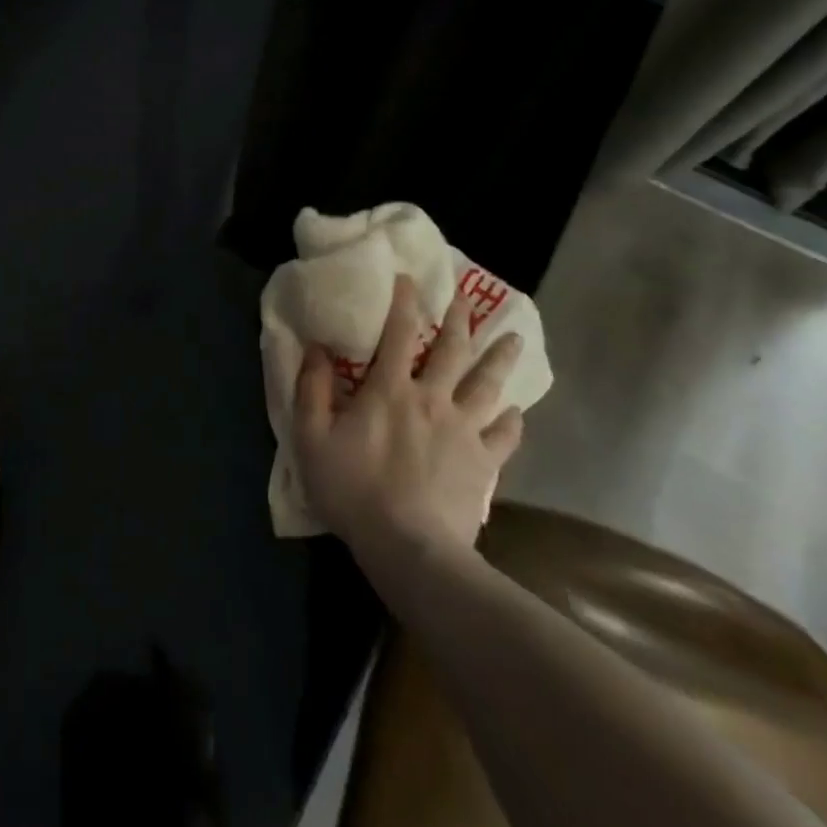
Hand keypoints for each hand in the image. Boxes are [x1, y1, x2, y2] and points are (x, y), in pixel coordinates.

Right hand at [294, 276, 522, 555]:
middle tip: (467, 297)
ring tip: (514, 339)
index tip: (409, 279)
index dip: (404, 302)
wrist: (408, 547)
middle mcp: (432, 399)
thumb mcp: (311, 438)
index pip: (398, 333)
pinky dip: (512, 420)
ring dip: (501, 359)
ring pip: (488, 385)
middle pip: (453, 351)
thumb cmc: (353, 489)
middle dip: (460, 320)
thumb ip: (311, 389)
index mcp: (390, 389)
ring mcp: (464, 431)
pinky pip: (505, 436)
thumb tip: (315, 348)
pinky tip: (515, 412)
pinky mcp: (484, 463)